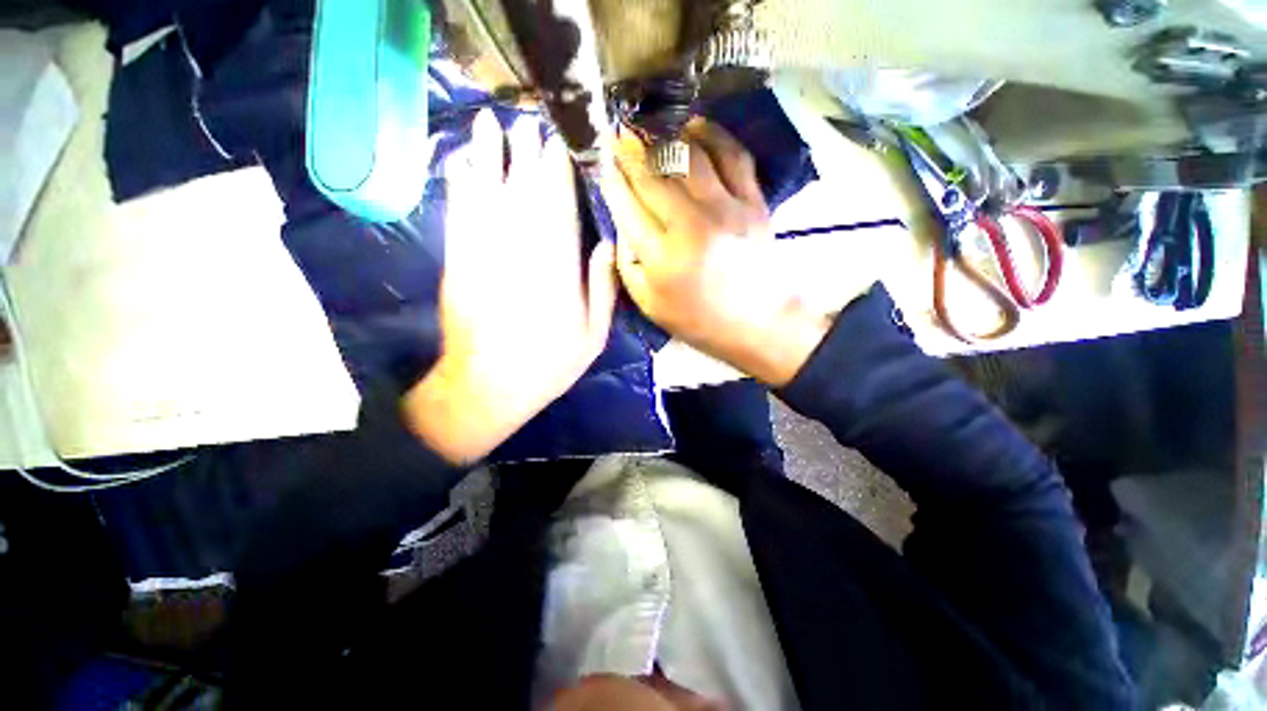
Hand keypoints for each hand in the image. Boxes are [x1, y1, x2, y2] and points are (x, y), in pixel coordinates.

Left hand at [403, 110, 617, 463]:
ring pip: (489, 195)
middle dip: (526, 156)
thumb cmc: (549, 365)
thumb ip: (603, 288)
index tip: (559, 145)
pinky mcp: (458, 261)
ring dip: (489, 157)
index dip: (559, 174)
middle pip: (525, 192)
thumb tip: (606, 244)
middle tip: (528, 124)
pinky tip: (462, 164)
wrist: (490, 386)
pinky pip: (459, 214)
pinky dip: (460, 186)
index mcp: (560, 270)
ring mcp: (486, 253)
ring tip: (489, 125)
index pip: (560, 209)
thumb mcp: (594, 337)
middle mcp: (523, 252)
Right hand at [605, 119, 830, 386]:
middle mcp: (692, 229)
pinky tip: (694, 127)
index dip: (612, 181)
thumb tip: (621, 225)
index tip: (602, 163)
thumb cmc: (700, 320)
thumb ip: (627, 268)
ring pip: (689, 157)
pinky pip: (732, 155)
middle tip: (617, 136)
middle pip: (654, 178)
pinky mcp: (753, 202)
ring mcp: (727, 210)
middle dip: (629, 152)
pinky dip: (712, 135)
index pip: (628, 209)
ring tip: (649, 129)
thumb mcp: (651, 306)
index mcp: (663, 261)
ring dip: (664, 138)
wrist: (758, 323)